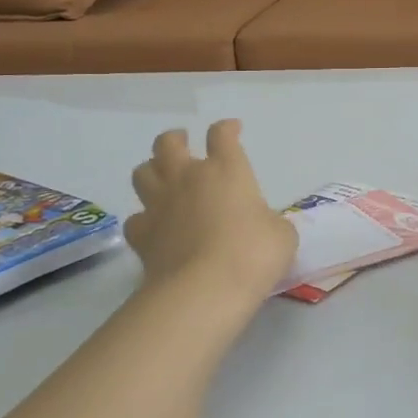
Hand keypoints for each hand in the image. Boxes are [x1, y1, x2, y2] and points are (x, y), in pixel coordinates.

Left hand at [125, 121, 295, 300]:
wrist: (205, 289)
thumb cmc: (253, 253)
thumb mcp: (281, 235)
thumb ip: (271, 223)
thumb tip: (266, 227)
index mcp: (226, 170)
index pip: (222, 135)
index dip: (227, 129)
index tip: (233, 129)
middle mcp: (188, 178)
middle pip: (168, 143)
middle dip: (175, 139)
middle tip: (183, 143)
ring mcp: (160, 205)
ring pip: (142, 172)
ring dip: (152, 170)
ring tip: (162, 179)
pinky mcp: (142, 235)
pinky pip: (136, 218)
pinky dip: (144, 218)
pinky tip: (154, 226)